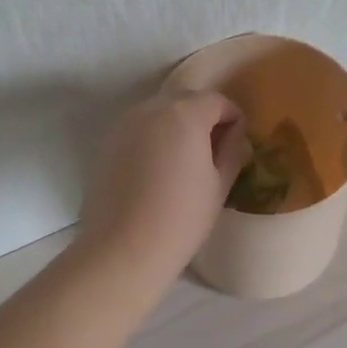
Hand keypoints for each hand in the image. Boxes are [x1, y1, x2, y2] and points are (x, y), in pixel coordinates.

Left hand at [79, 90, 252, 281]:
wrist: (123, 248)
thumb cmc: (181, 218)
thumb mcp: (219, 185)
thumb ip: (232, 151)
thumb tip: (237, 135)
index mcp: (185, 114)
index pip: (217, 100)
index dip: (233, 117)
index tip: (238, 142)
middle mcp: (152, 109)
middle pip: (186, 99)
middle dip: (204, 116)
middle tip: (214, 150)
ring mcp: (125, 124)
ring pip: (159, 111)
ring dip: (177, 125)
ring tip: (185, 160)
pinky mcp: (108, 143)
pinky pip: (139, 129)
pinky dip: (154, 137)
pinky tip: (158, 170)